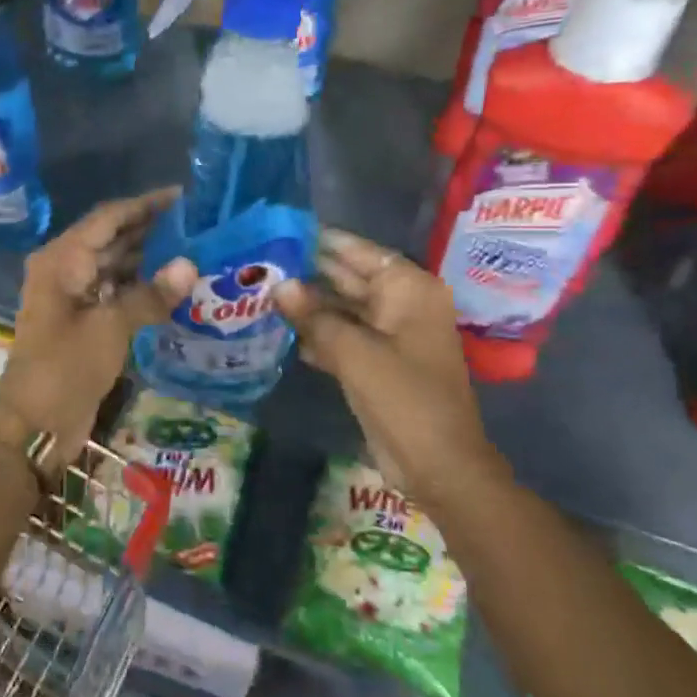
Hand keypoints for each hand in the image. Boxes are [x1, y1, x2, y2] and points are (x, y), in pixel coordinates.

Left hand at [0, 190, 196, 467]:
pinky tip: (174, 286)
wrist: (34, 424)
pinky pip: (116, 292)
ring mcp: (74, 296)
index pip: (108, 218)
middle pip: (112, 238)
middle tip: (198, 223)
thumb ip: (150, 295)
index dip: (144, 205)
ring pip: (116, 266)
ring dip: (150, 259)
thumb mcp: (110, 328)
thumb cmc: (65, 368)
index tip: (183, 196)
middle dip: (152, 230)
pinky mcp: (84, 321)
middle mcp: (65, 269)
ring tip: (195, 249)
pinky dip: (142, 287)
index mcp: (62, 259)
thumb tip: (191, 265)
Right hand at [273, 229, 511, 511]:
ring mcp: (389, 335)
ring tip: (259, 293)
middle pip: (348, 279)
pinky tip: (279, 330)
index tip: (281, 231)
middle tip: (260, 263)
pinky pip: (342, 336)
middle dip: (307, 274)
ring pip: (341, 309)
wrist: (437, 464)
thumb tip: (279, 285)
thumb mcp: (354, 352)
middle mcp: (401, 305)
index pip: (360, 252)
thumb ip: (314, 316)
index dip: (322, 242)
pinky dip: (316, 334)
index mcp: (409, 290)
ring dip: (307, 306)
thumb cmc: (404, 398)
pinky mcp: (376, 362)